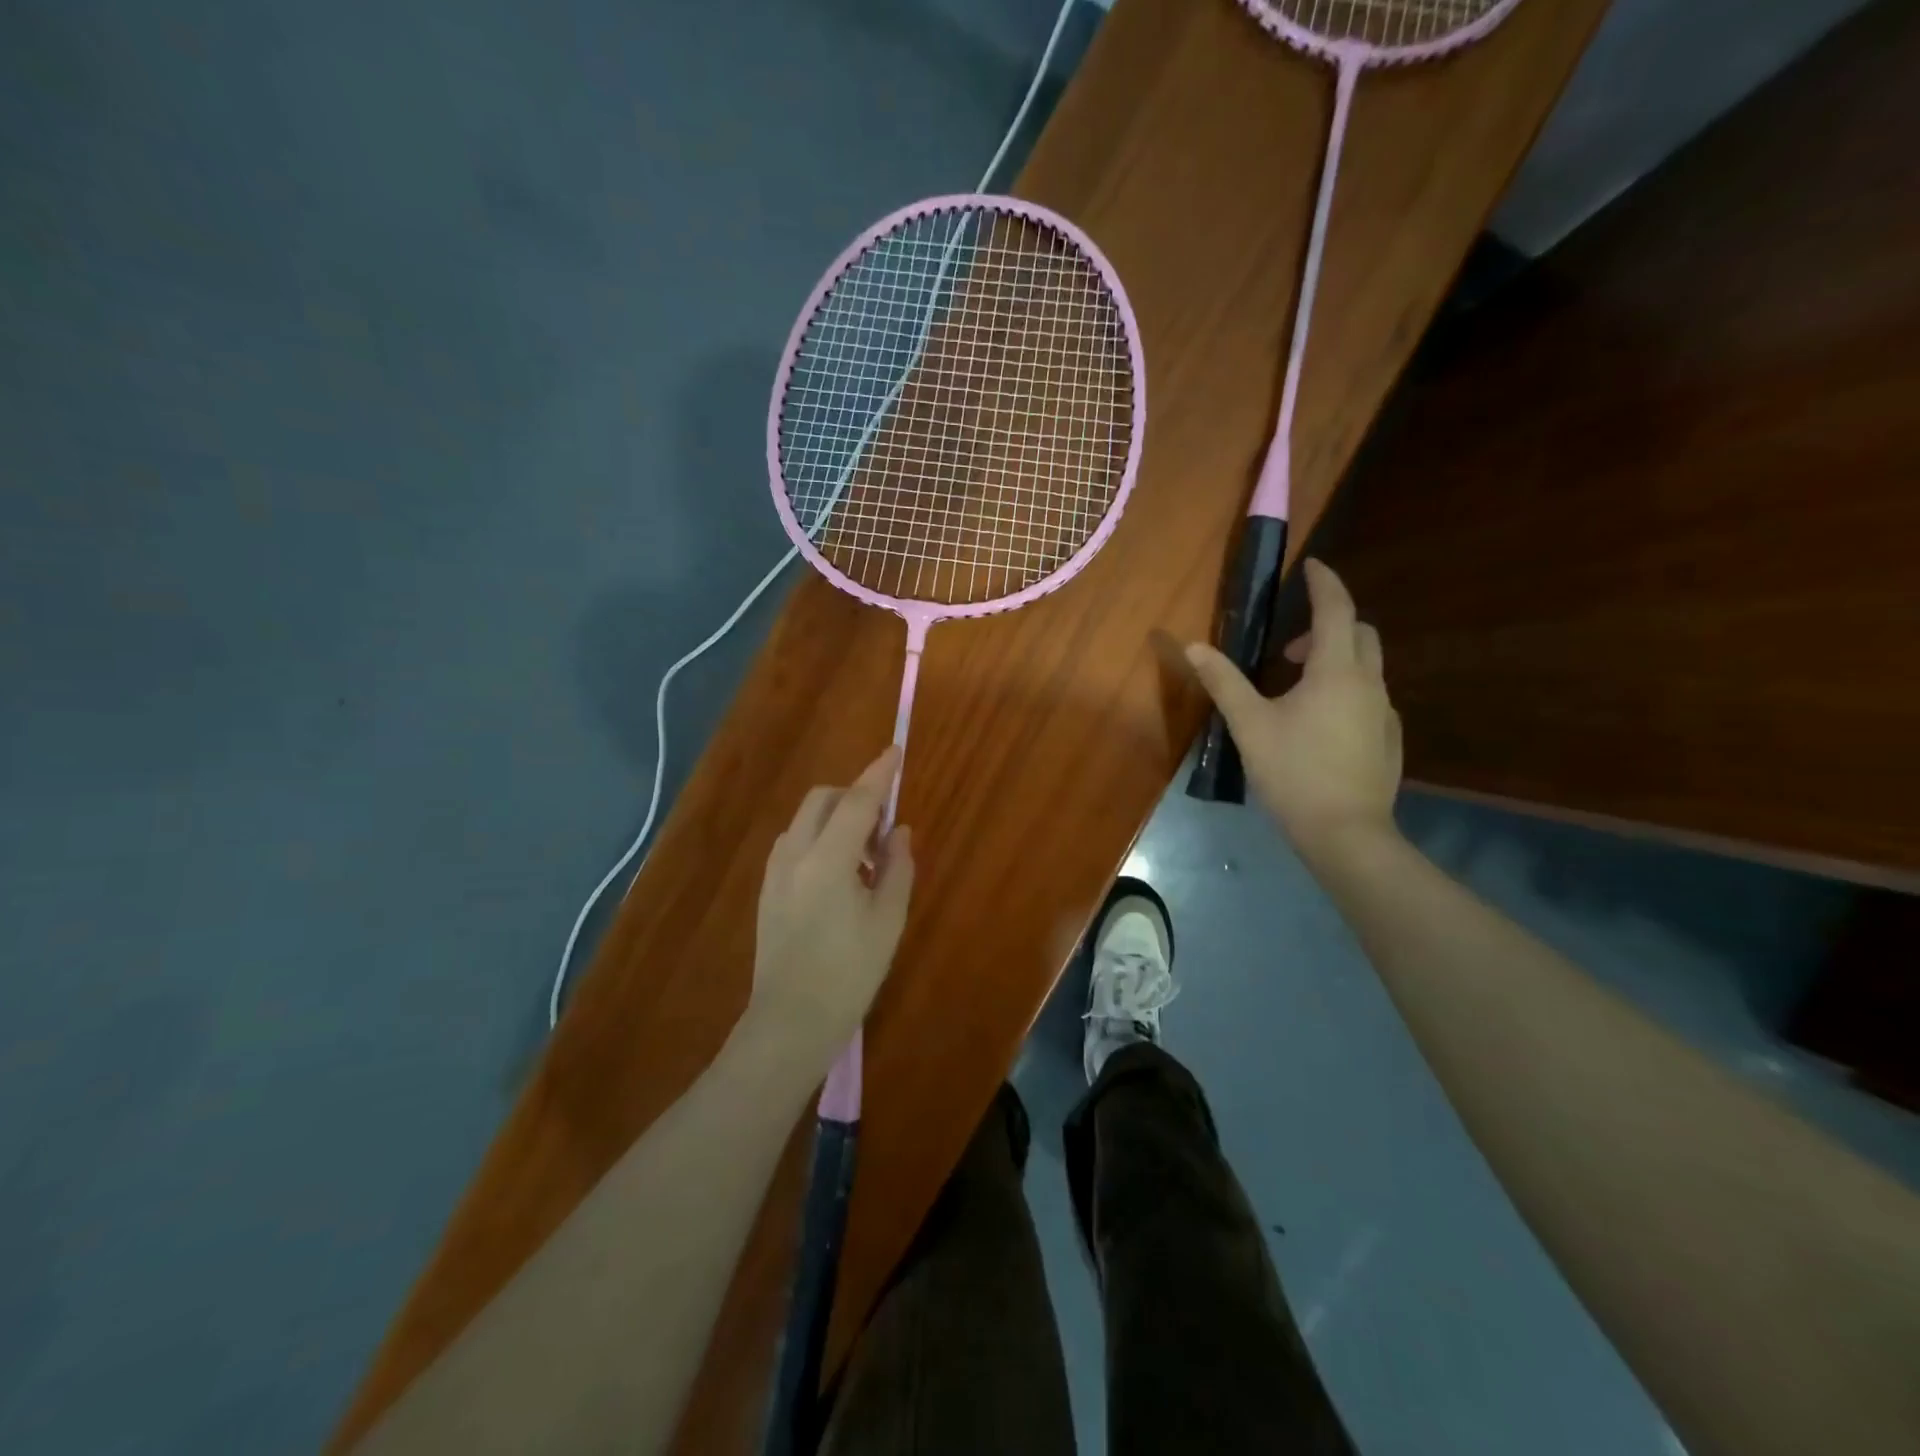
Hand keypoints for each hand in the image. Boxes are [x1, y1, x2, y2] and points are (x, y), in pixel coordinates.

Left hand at [746, 747, 914, 1066]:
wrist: (790, 1022)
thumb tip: (899, 832)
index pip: (857, 801)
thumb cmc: (849, 974)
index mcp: (827, 860)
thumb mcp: (887, 921)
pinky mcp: (767, 888)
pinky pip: (796, 842)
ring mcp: (775, 871)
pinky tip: (840, 874)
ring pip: (807, 819)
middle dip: (855, 796)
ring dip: (837, 818)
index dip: (879, 774)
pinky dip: (821, 838)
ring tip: (865, 858)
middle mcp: (794, 854)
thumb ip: (898, 868)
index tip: (896, 751)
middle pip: (824, 800)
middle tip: (884, 828)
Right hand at [1186, 559, 1401, 856]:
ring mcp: (1384, 712)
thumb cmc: (1293, 772)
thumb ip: (1223, 682)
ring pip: (1366, 666)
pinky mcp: (1388, 738)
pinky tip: (1319, 724)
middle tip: (1288, 650)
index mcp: (1336, 671)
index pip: (1336, 609)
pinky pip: (1369, 696)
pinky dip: (1345, 689)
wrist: (1345, 833)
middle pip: (1359, 632)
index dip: (1324, 583)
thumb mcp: (1249, 725)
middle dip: (1328, 625)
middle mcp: (1368, 683)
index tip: (1312, 566)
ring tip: (1296, 690)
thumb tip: (1194, 646)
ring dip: (1335, 659)